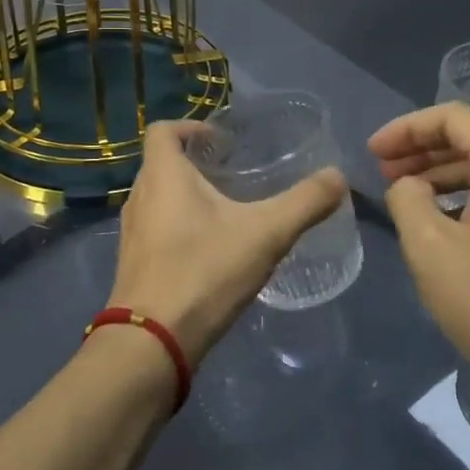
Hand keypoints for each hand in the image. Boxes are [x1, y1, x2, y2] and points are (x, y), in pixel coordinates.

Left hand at [111, 122, 347, 364]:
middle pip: (162, 163)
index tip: (223, 142)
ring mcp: (132, 233)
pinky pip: (156, 229)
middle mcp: (139, 196)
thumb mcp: (266, 233)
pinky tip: (211, 251)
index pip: (163, 130)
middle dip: (196, 163)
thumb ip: (305, 202)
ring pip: (159, 198)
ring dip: (187, 197)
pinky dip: (179, 227)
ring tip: (227, 211)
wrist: (152, 343)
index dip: (192, 127)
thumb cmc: (204, 271)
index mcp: (163, 174)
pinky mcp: (133, 264)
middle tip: (234, 174)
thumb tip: (338, 176)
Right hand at [370, 102, 469, 392]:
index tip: (373, 151)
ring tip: (406, 195)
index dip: (407, 128)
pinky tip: (444, 221)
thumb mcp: (429, 247)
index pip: (454, 118)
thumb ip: (407, 198)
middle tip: (383, 170)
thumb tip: (408, 186)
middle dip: (423, 150)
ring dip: (444, 174)